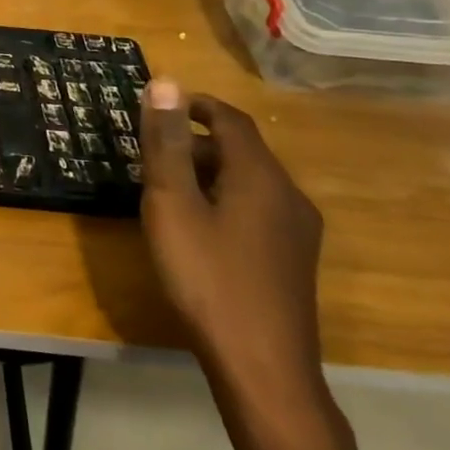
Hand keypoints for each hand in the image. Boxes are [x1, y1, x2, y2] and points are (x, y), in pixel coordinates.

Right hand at [138, 79, 324, 403]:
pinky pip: (257, 208)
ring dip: (208, 172)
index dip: (194, 105)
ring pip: (249, 181)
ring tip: (167, 191)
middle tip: (151, 154)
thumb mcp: (172, 204)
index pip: (230, 119)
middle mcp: (288, 195)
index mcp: (261, 175)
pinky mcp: (294, 260)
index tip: (156, 106)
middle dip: (196, 141)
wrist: (263, 368)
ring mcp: (298, 231)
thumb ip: (167, 143)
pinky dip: (224, 199)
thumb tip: (164, 82)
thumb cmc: (207, 277)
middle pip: (241, 149)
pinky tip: (199, 229)